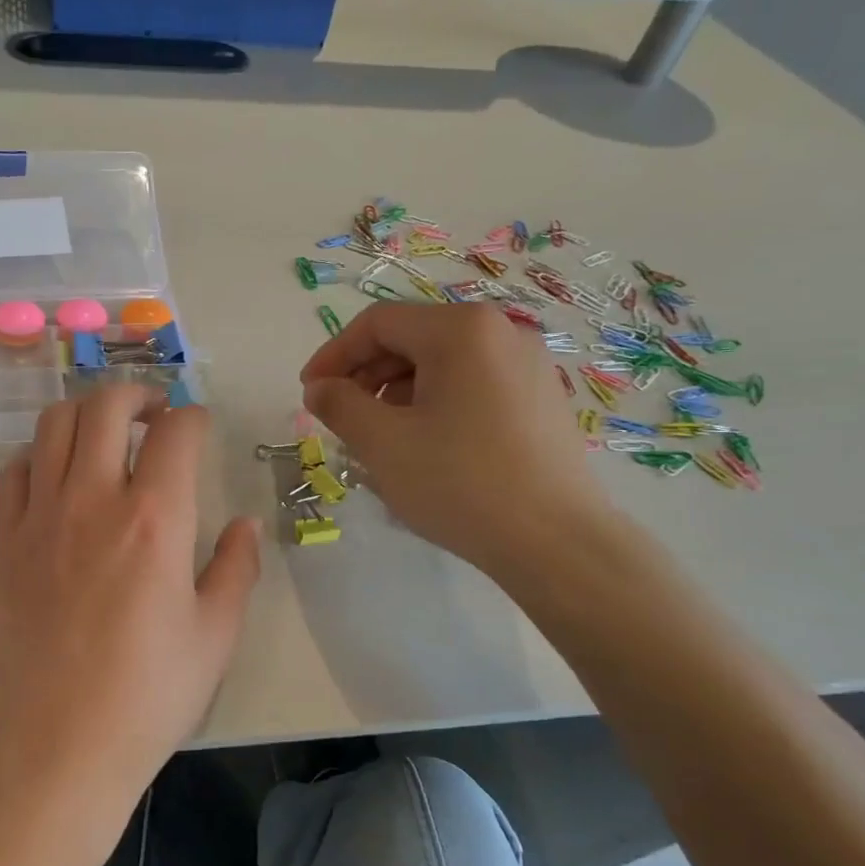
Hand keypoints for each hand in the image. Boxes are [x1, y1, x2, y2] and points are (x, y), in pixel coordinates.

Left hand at [0, 384, 260, 806]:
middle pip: (105, 406)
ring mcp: (39, 518)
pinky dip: (37, 455)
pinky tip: (55, 477)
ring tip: (104, 432)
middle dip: (135, 392)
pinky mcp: (3, 543)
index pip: (175, 432)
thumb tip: (246, 525)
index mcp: (155, 520)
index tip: (199, 426)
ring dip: (84, 412)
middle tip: (152, 412)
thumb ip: (236, 569)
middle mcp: (93, 500)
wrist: (52, 750)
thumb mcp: (214, 638)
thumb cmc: (145, 699)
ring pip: (52, 425)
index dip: (193, 417)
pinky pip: (14, 472)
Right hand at [299, 303, 612, 577]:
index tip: (308, 393)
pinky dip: (434, 403)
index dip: (333, 354)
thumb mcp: (382, 442)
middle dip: (365, 375)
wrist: (556, 542)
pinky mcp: (541, 399)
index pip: (377, 324)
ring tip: (379, 437)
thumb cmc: (459, 482)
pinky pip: (472, 385)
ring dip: (396, 392)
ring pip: (441, 364)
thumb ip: (339, 404)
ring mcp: (529, 365)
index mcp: (461, 330)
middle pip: (412, 338)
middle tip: (340, 417)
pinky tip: (424, 445)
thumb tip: (319, 389)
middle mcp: (501, 332)